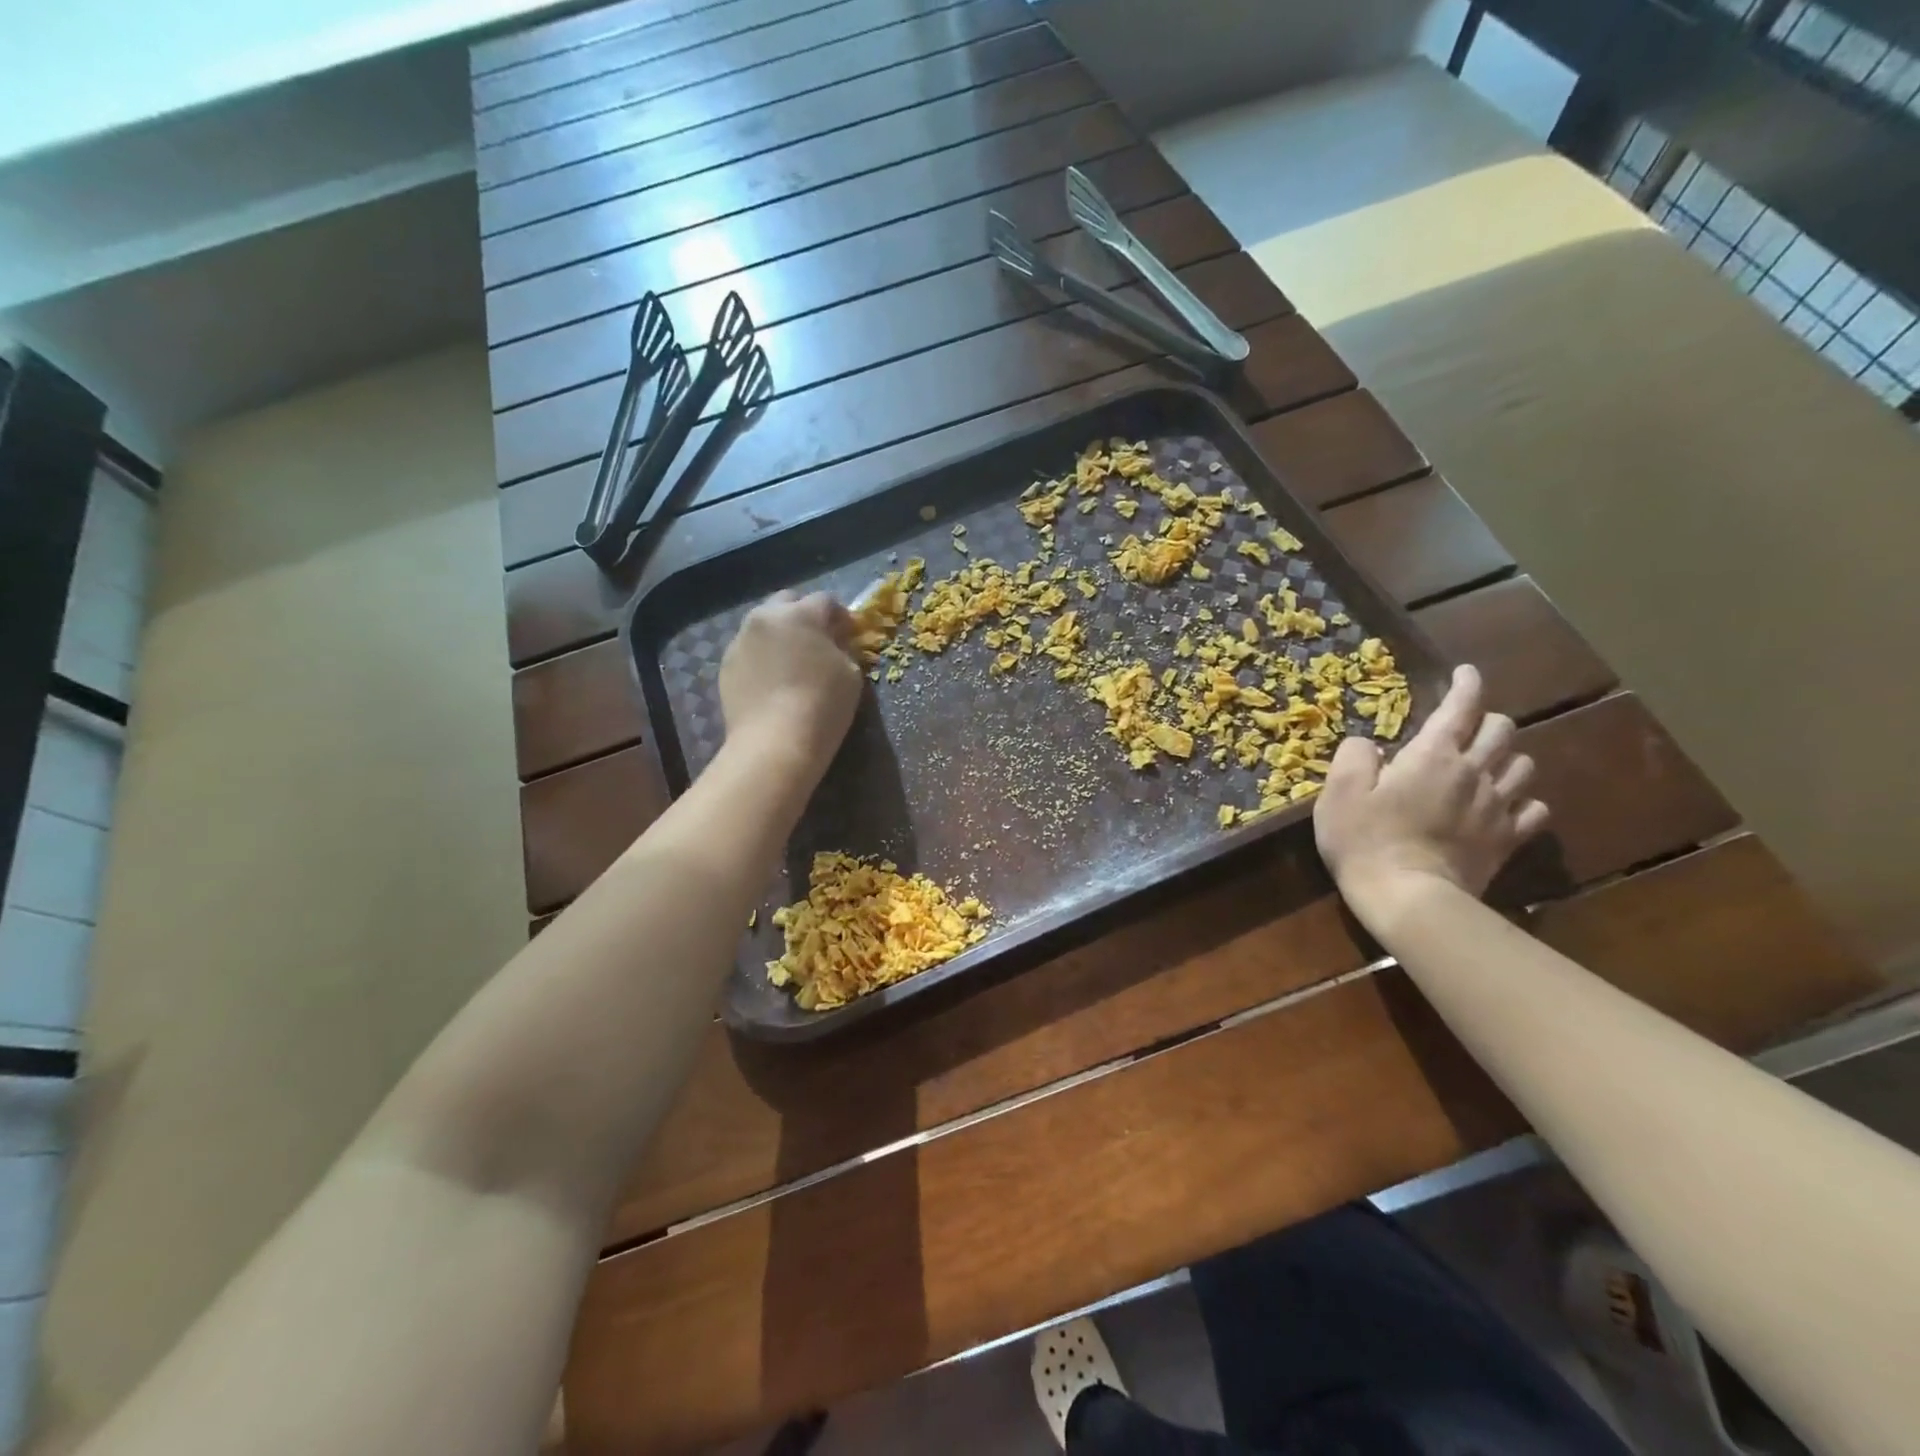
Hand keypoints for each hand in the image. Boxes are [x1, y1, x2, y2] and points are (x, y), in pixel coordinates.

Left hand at [719, 591, 863, 773]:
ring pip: (763, 626)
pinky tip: (772, 682)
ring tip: (791, 662)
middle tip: (817, 641)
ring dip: (780, 635)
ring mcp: (740, 640)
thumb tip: (835, 644)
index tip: (848, 635)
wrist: (774, 743)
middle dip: (804, 615)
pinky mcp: (726, 665)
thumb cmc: (822, 705)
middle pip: (787, 602)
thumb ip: (844, 649)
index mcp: (800, 614)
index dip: (841, 616)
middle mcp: (765, 617)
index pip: (826, 601)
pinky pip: (749, 651)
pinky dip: (762, 657)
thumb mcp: (851, 674)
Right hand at [1314, 664, 1549, 924]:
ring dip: (1507, 756)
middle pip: (1501, 730)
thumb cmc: (1365, 840)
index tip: (1465, 673)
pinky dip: (1523, 801)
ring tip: (1488, 763)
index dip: (1466, 685)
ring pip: (1524, 765)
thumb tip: (1368, 744)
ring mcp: (1496, 807)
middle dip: (1486, 719)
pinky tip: (1506, 804)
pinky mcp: (1506, 839)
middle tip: (1466, 725)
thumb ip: (1354, 757)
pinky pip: (1533, 810)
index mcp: (1433, 755)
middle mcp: (1473, 772)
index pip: (1461, 707)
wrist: (1408, 897)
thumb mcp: (1339, 792)